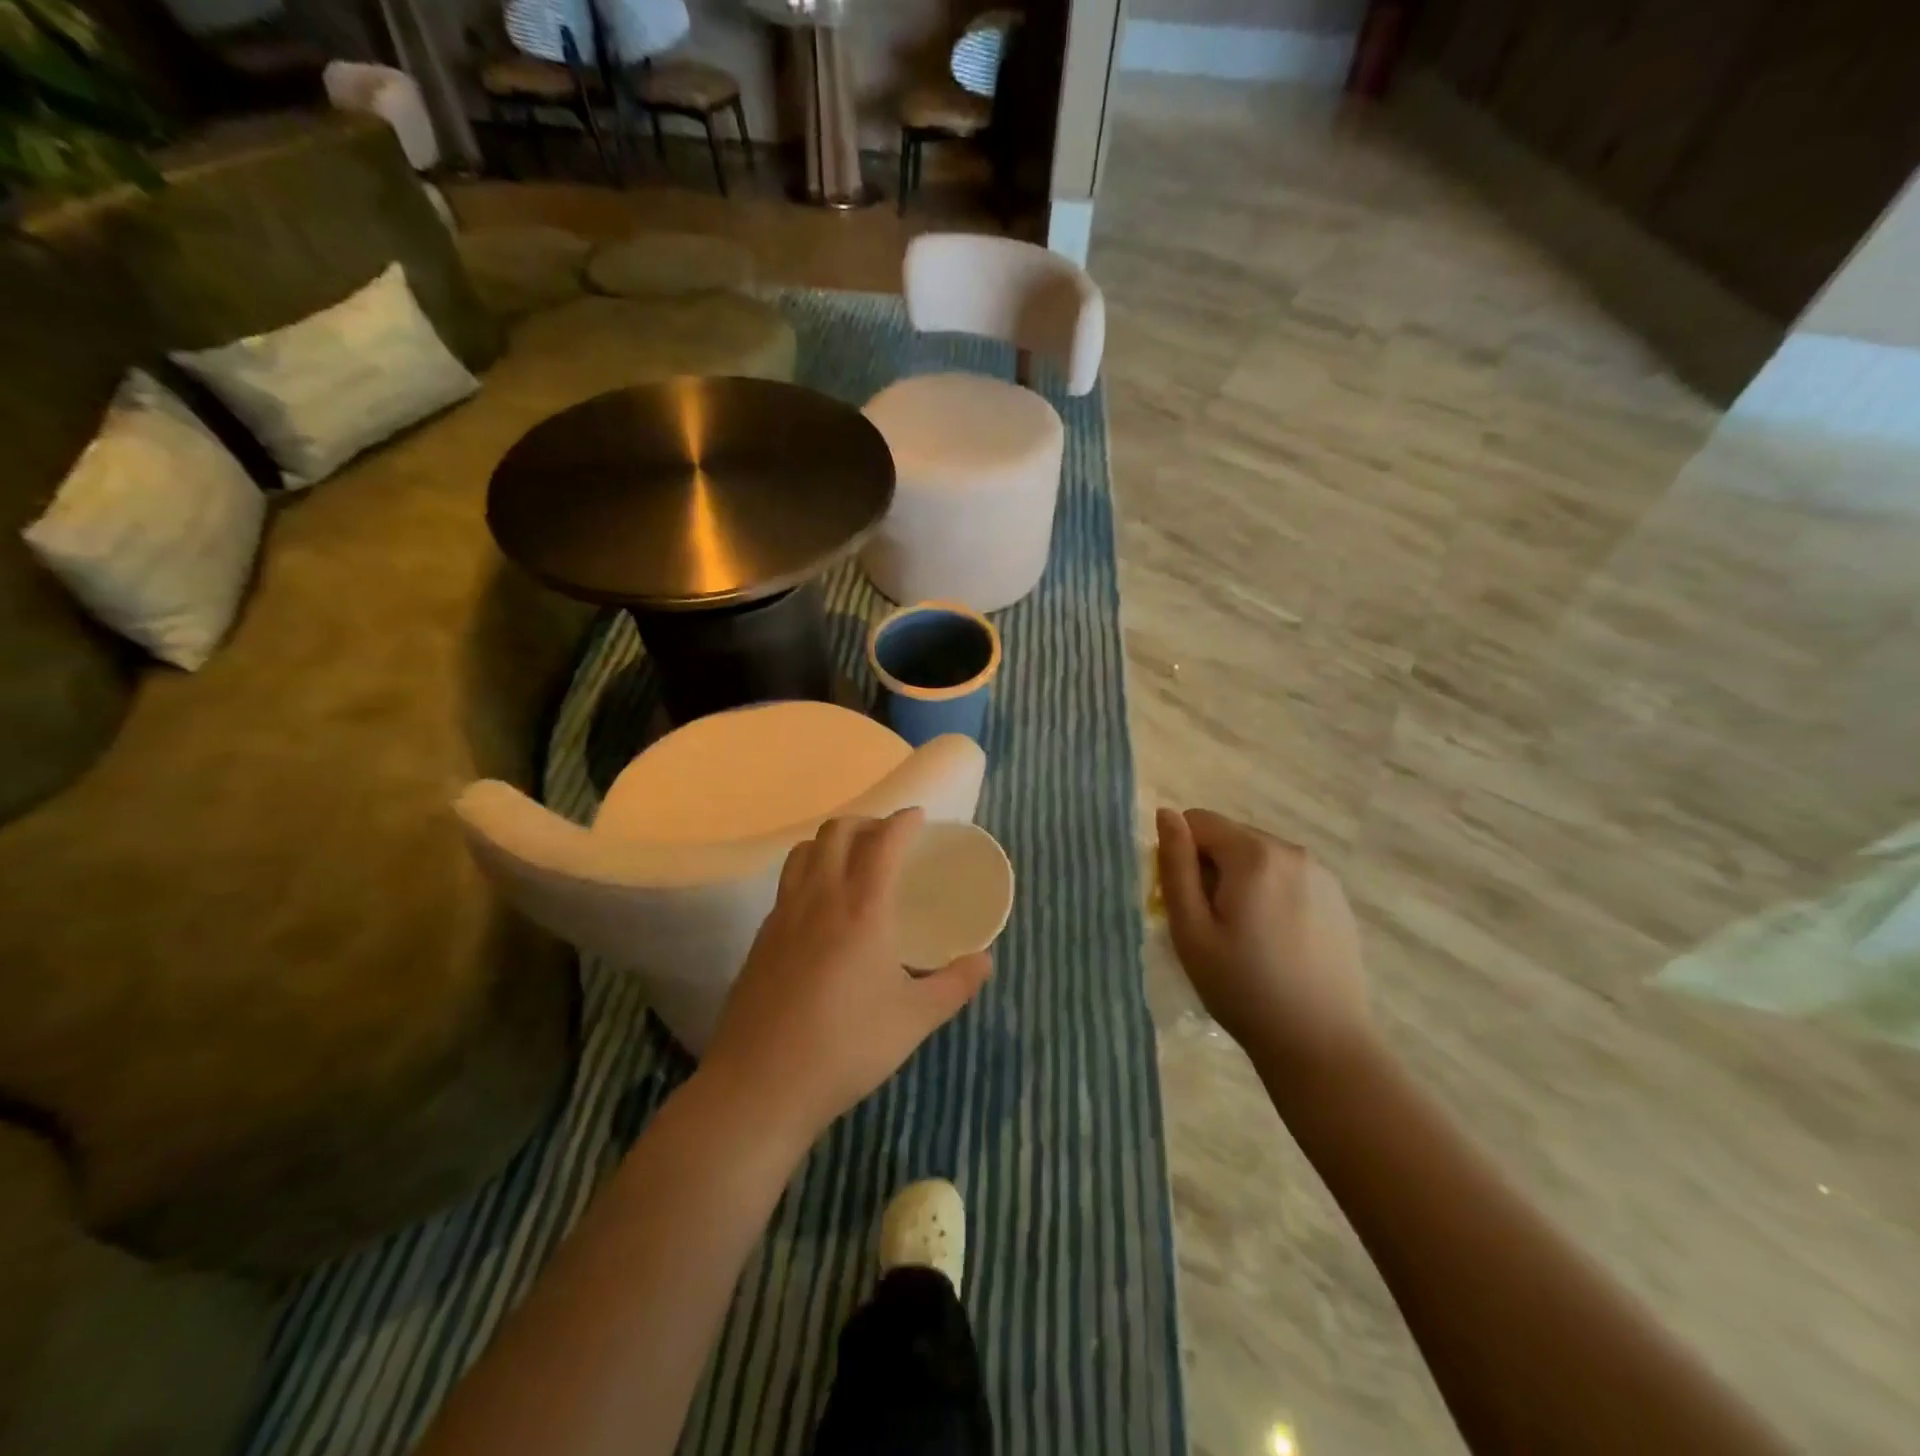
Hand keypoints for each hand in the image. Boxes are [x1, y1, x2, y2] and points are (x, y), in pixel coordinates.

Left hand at [700, 808, 992, 1147]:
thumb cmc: (847, 1047)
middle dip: (865, 822)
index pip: (882, 842)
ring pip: (804, 851)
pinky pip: (787, 883)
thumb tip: (985, 961)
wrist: (761, 1085)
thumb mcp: (915, 1019)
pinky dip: (809, 872)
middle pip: (836, 832)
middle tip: (888, 838)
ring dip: (831, 841)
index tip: (918, 817)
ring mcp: (783, 915)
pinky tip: (821, 907)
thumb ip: (955, 985)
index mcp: (862, 908)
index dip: (902, 821)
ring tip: (852, 861)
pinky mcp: (761, 938)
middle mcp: (819, 898)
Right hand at [1155, 808, 1374, 1084]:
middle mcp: (1292, 851)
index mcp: (1254, 854)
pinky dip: (1270, 895)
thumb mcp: (1190, 929)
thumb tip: (1166, 814)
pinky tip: (1276, 943)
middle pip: (1230, 837)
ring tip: (1245, 937)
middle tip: (1212, 926)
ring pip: (1258, 858)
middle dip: (1212, 868)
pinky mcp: (1338, 899)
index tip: (1186, 902)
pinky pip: (1287, 878)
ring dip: (1241, 882)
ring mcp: (1321, 874)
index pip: (1198, 821)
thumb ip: (1175, 866)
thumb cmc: (1243, 988)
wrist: (1321, 1045)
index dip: (1181, 856)